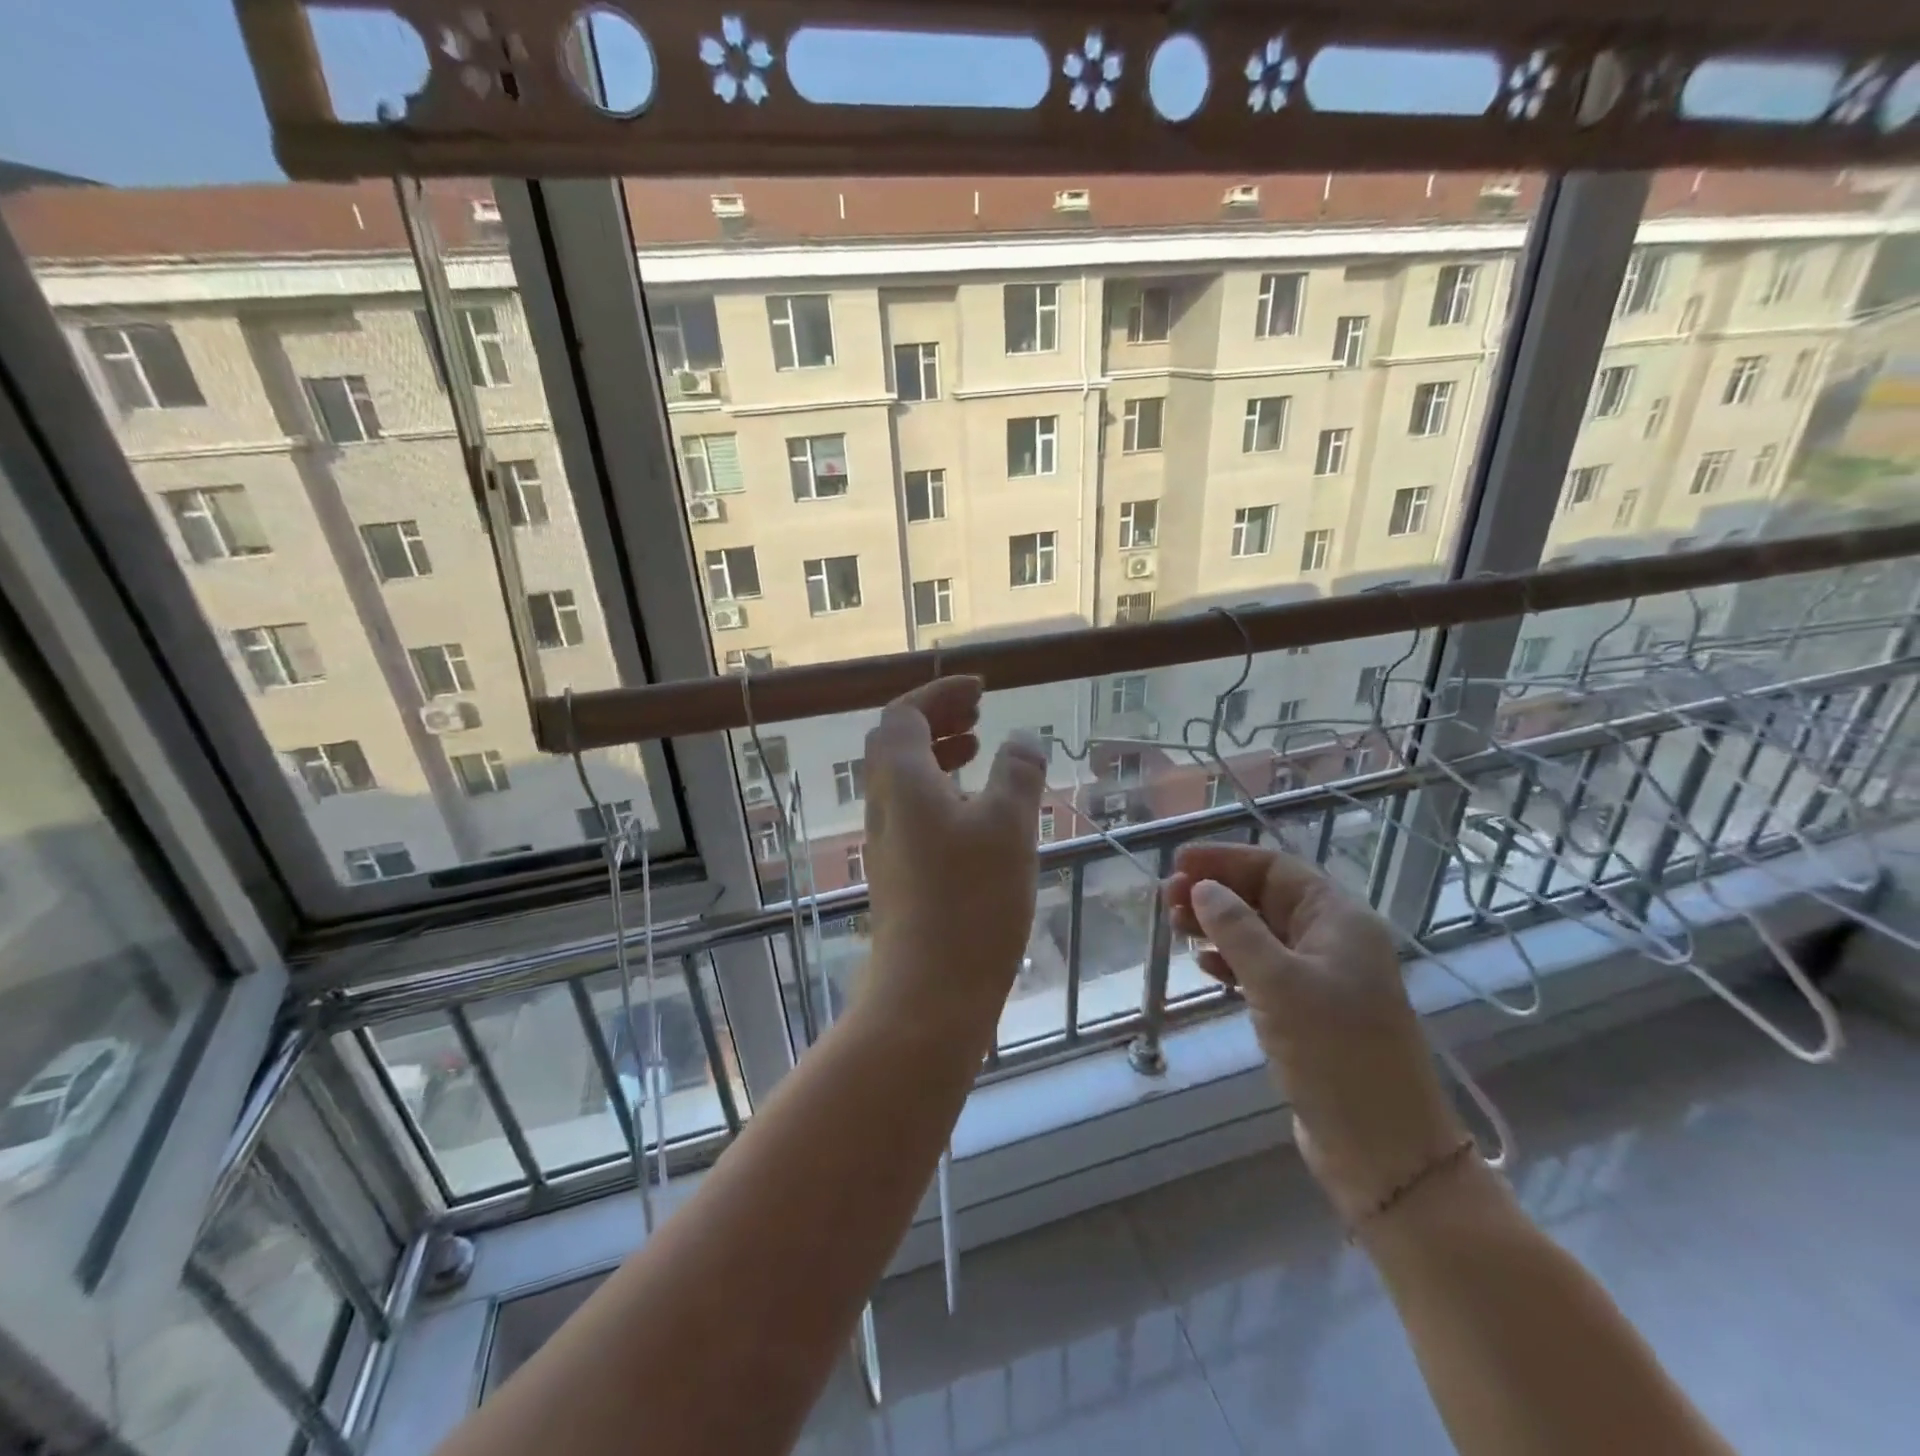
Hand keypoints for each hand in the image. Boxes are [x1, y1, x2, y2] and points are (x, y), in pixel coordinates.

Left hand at [860, 677, 1048, 1032]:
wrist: (929, 992)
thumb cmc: (971, 900)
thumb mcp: (1009, 825)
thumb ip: (1018, 772)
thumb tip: (1023, 739)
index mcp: (902, 780)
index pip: (905, 714)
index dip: (941, 693)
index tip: (981, 690)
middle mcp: (884, 804)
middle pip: (897, 742)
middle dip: (936, 718)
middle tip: (978, 713)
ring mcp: (886, 841)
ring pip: (904, 778)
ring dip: (938, 754)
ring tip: (978, 750)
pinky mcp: (898, 872)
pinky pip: (913, 810)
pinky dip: (940, 791)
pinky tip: (974, 811)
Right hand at [1164, 843, 1465, 1224]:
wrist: (1384, 1150)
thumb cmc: (1335, 1054)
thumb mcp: (1278, 982)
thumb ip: (1236, 928)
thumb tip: (1202, 888)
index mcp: (1339, 920)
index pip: (1275, 868)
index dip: (1225, 859)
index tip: (1178, 862)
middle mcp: (1333, 940)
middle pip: (1266, 897)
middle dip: (1216, 892)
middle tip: (1166, 899)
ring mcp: (1322, 978)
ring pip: (1261, 933)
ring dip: (1218, 926)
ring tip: (1175, 927)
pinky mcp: (1309, 1013)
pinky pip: (1263, 969)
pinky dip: (1231, 962)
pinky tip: (1205, 966)